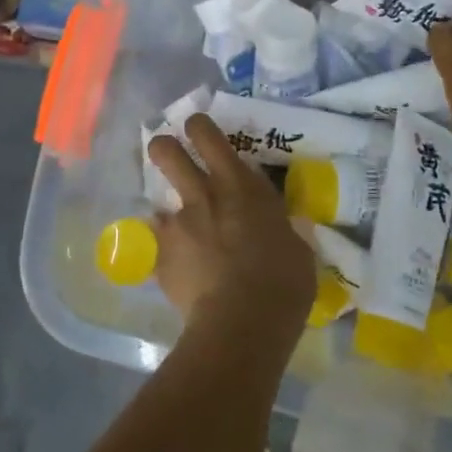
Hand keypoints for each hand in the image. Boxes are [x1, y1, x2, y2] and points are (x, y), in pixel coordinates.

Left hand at [147, 115, 315, 338]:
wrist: (242, 325)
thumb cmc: (283, 283)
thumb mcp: (296, 247)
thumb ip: (279, 227)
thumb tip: (278, 226)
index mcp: (241, 186)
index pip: (210, 136)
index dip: (199, 127)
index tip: (197, 128)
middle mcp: (204, 196)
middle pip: (167, 152)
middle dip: (165, 147)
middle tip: (171, 155)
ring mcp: (177, 225)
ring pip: (157, 199)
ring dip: (168, 210)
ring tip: (179, 230)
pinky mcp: (160, 257)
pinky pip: (156, 246)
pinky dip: (164, 253)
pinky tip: (175, 270)